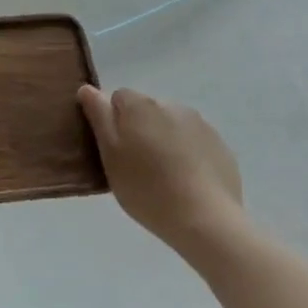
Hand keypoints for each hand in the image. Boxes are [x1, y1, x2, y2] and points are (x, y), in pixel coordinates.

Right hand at [78, 85, 244, 246]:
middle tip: (135, 165)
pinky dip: (186, 154)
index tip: (113, 149)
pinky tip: (185, 181)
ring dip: (163, 140)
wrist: (204, 218)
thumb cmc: (145, 187)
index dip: (112, 121)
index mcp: (141, 106)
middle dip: (139, 129)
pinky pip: (194, 142)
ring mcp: (200, 125)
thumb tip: (88, 89)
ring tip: (162, 176)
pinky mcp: (219, 145)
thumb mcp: (109, 154)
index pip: (118, 97)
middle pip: (146, 110)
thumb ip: (99, 117)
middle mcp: (172, 106)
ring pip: (171, 125)